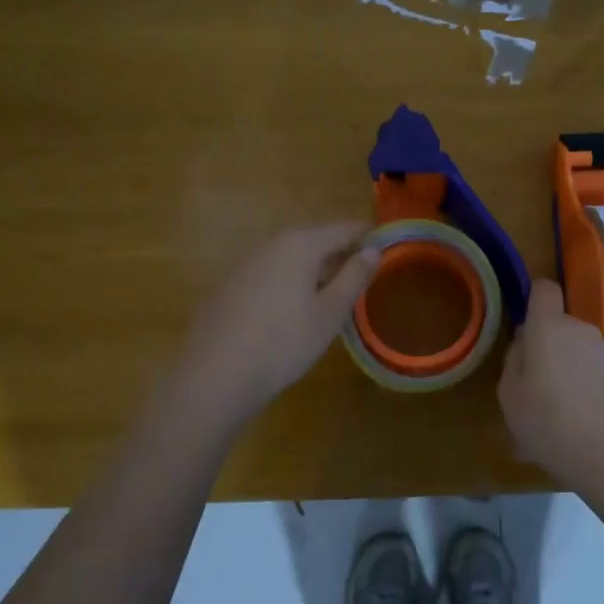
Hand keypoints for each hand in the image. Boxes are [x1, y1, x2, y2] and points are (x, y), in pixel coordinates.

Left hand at [174, 223, 379, 422]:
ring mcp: (244, 263)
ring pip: (290, 258)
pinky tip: (290, 313)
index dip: (368, 237)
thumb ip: (354, 277)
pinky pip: (269, 274)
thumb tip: (373, 250)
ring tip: (330, 298)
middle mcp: (270, 243)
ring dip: (313, 271)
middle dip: (340, 255)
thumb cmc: (284, 342)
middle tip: (361, 280)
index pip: (344, 229)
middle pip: (315, 240)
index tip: (387, 250)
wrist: (216, 374)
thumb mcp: (330, 313)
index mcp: (300, 244)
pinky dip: (287, 283)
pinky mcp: (228, 285)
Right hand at [499, 279, 603, 494]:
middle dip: (542, 350)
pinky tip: (568, 431)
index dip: (532, 299)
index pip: (544, 289)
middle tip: (527, 390)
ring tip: (546, 419)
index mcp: (549, 326)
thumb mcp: (509, 394)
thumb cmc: (548, 421)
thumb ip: (514, 360)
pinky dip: (577, 394)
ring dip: (559, 376)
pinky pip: (588, 377)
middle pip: (556, 327)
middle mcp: (580, 330)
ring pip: (572, 355)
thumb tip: (525, 344)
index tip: (521, 326)